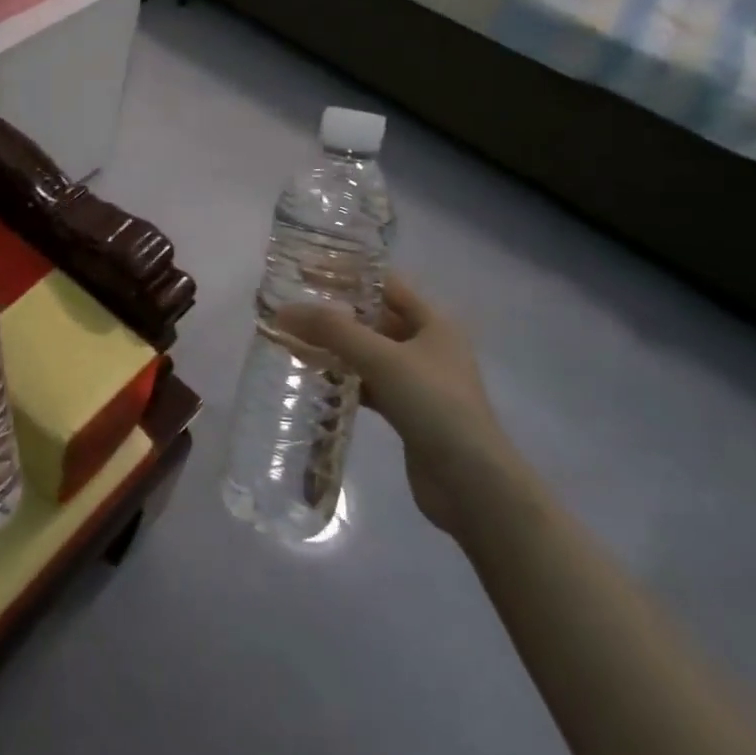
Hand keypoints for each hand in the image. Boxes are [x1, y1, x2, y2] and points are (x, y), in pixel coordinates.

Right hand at [276, 276, 522, 537]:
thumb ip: (332, 331)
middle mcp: (428, 346)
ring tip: (293, 340)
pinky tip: (315, 379)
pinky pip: (368, 384)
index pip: (386, 284)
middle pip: (374, 319)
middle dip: (335, 314)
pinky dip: (344, 380)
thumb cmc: (434, 405)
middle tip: (291, 307)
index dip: (349, 274)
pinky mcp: (407, 412)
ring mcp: (418, 382)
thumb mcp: (382, 359)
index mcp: (434, 323)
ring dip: (335, 348)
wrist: (472, 484)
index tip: (307, 270)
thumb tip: (282, 311)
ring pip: (368, 354)